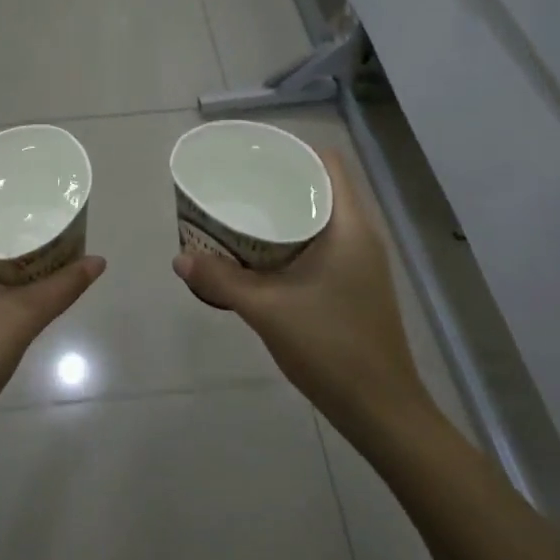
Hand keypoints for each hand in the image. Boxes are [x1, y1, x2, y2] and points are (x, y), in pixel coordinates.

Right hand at [173, 151, 434, 446]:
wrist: (379, 409)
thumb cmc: (330, 347)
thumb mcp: (267, 310)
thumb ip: (221, 280)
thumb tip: (179, 259)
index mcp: (349, 227)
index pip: (328, 163)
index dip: (291, 150)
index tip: (252, 156)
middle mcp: (361, 235)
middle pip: (322, 186)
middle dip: (280, 180)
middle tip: (237, 183)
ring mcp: (362, 262)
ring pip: (322, 216)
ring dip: (286, 211)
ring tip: (243, 211)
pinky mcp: (356, 284)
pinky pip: (323, 242)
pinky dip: (294, 237)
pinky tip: (262, 253)